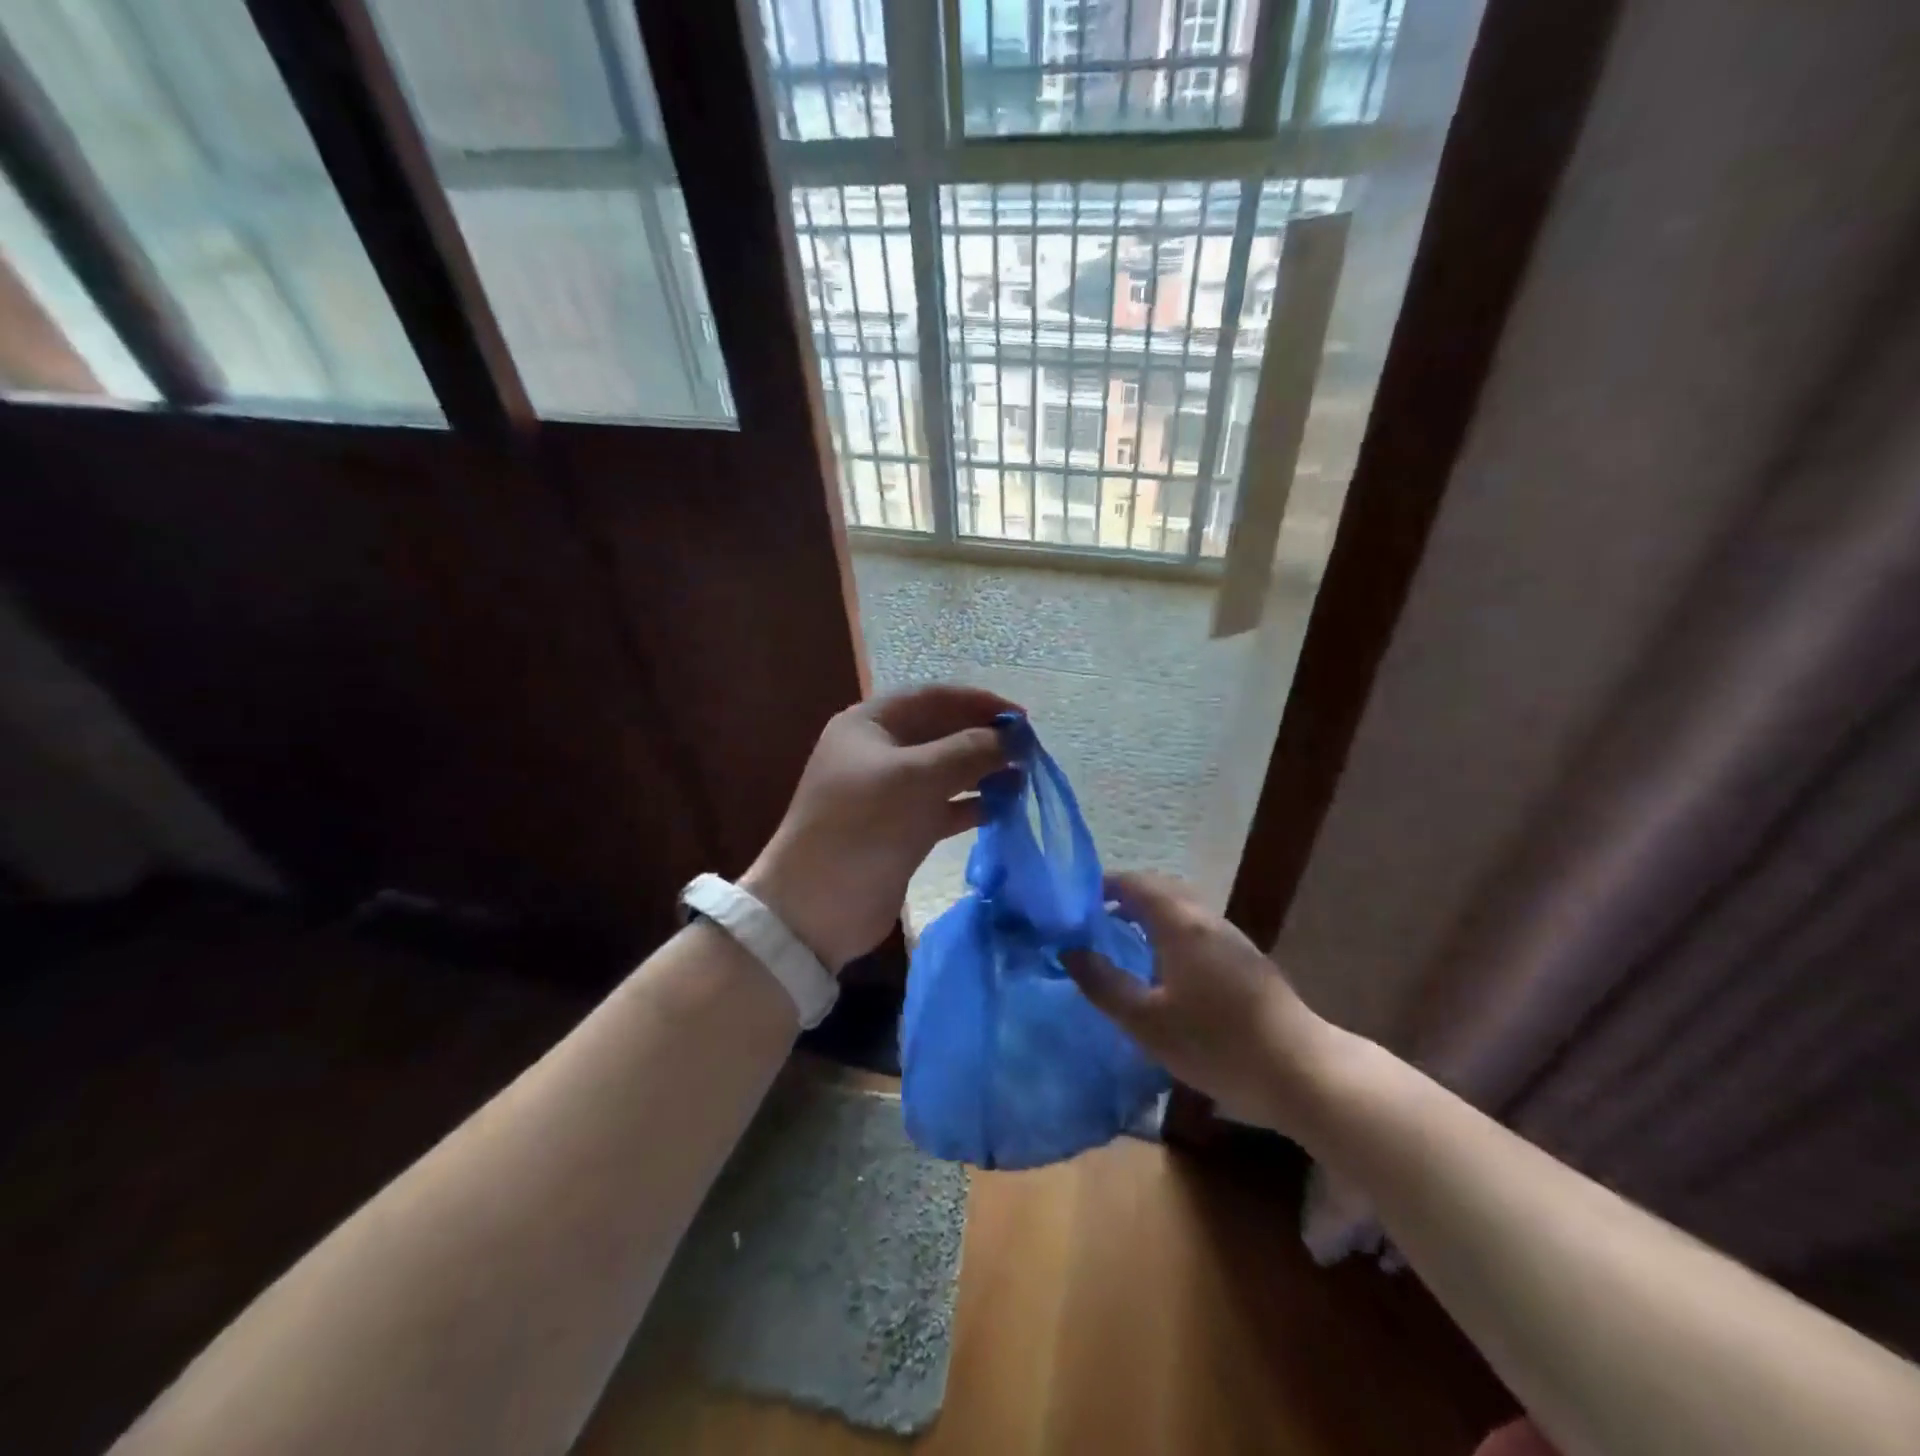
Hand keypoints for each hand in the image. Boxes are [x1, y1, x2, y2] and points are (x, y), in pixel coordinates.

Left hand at [742, 684, 1018, 970]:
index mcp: (870, 724)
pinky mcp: (901, 830)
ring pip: (945, 772)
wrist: (818, 905)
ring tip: (1023, 780)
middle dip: (983, 739)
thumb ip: (969, 750)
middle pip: (941, 733)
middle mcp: (878, 752)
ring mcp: (889, 793)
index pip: (932, 697)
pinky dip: (971, 805)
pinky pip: (943, 806)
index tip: (1021, 719)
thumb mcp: (918, 777)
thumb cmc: (865, 824)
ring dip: (982, 773)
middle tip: (1028, 752)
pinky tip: (1003, 809)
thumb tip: (1012, 739)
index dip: (978, 703)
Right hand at [1064, 871, 1331, 1131]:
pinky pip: (1197, 927)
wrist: (1302, 1072)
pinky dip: (1170, 929)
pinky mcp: (1246, 960)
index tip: (1074, 902)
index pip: (1135, 884)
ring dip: (1149, 912)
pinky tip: (1164, 966)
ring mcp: (1231, 938)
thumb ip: (1104, 984)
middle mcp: (1207, 919)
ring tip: (1122, 940)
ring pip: (1182, 908)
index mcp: (1181, 923)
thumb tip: (1069, 951)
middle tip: (1094, 919)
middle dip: (1125, 896)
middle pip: (1161, 889)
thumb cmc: (1217, 1044)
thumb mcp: (1147, 1022)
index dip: (1103, 885)